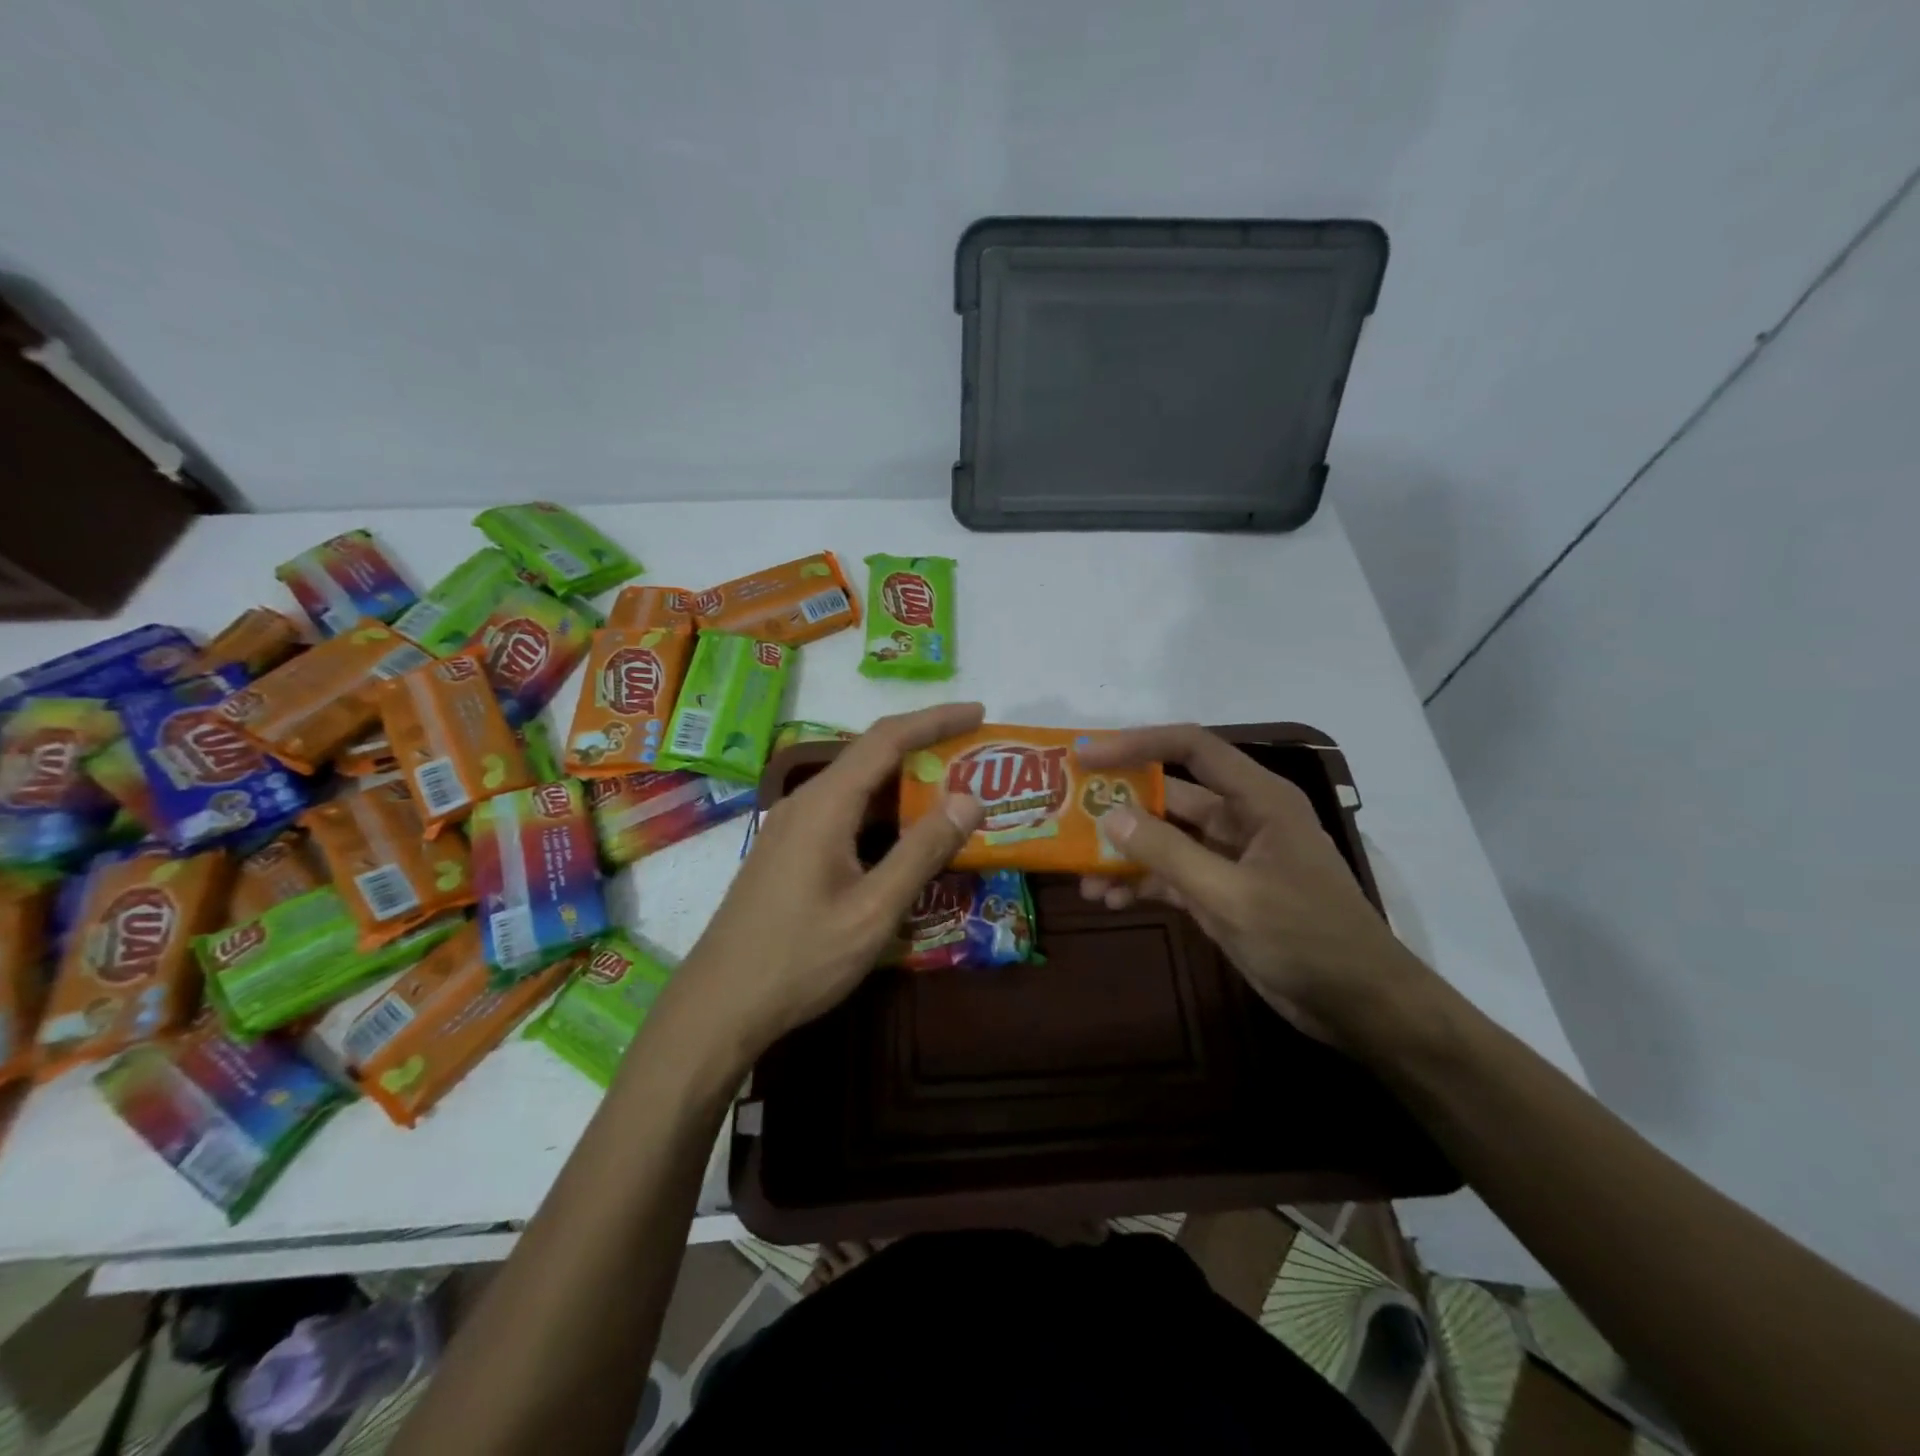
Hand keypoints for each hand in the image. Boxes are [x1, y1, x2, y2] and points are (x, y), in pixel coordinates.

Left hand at [655, 703, 986, 1069]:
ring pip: (857, 787)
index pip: (886, 738)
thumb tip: (969, 798)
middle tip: (974, 756)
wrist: (719, 1004)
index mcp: (825, 805)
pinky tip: (905, 836)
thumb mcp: (873, 910)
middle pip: (870, 756)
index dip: (935, 719)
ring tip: (953, 793)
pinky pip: (844, 813)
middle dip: (925, 748)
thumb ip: (922, 851)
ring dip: (904, 784)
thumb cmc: (800, 958)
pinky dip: (883, 812)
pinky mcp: (789, 851)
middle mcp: (805, 802)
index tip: (978, 712)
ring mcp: (792, 827)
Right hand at [1077, 724, 1434, 1047]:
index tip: (1088, 758)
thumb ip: (1168, 853)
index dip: (1138, 744)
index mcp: (1257, 799)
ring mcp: (1229, 858)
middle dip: (1120, 807)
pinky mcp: (1221, 893)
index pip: (1192, 748)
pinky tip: (1109, 900)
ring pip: (1165, 840)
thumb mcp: (1231, 895)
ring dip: (1125, 853)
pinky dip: (1141, 884)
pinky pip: (1171, 876)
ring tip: (1082, 874)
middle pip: (1169, 796)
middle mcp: (1241, 818)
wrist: (1358, 1005)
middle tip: (1068, 815)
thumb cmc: (1306, 937)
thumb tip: (1110, 816)